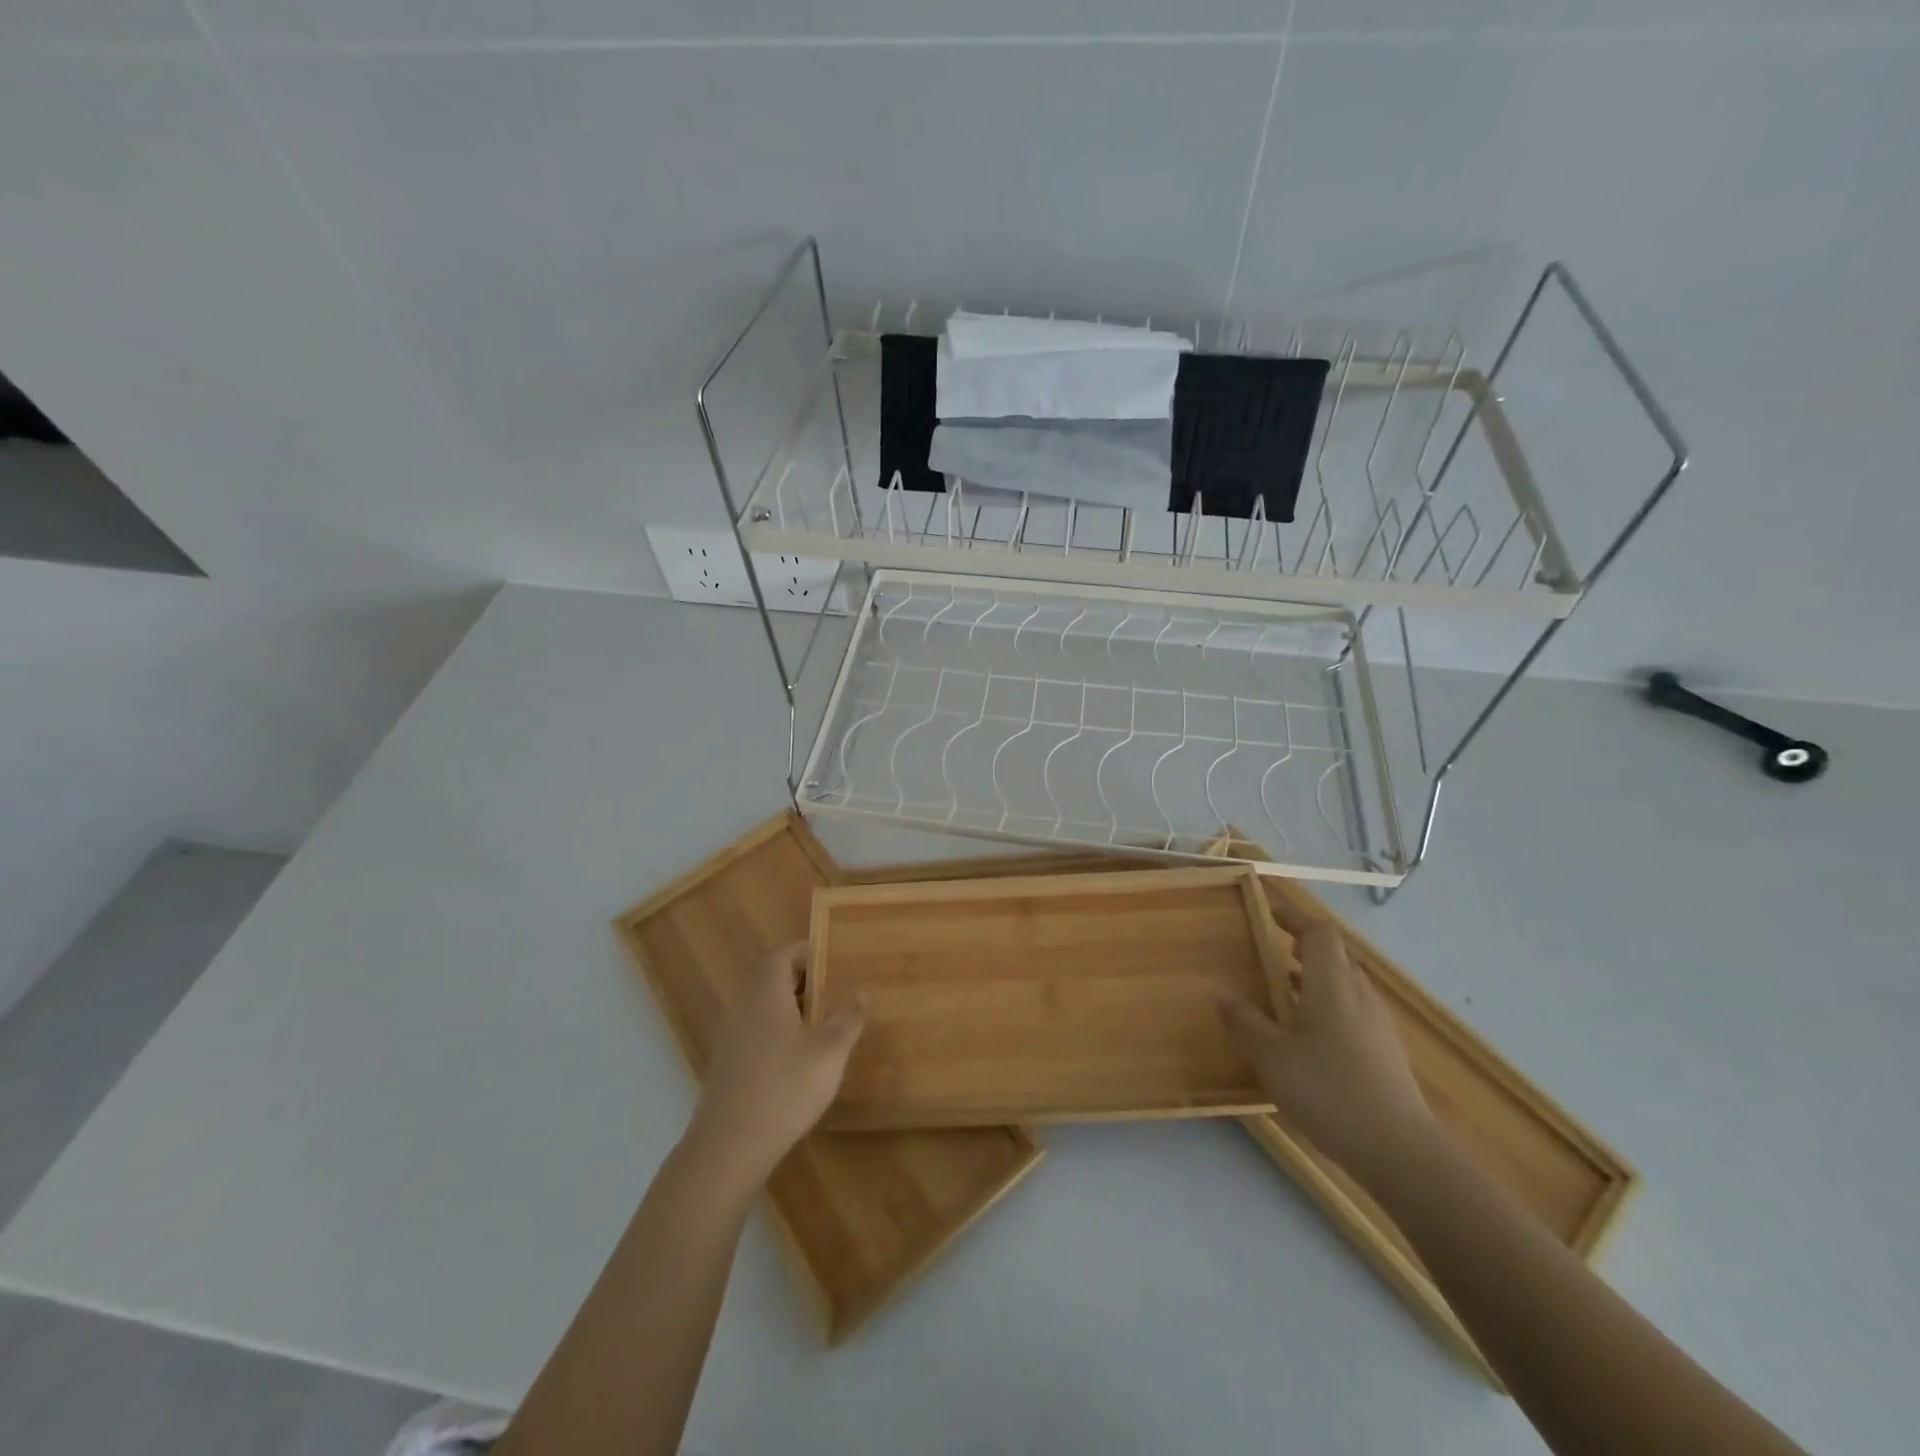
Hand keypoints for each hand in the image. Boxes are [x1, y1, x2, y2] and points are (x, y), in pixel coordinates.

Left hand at [687, 943, 864, 1187]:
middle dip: (804, 980)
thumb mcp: (829, 1051)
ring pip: (765, 1007)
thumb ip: (847, 1018)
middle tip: (835, 992)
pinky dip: (780, 1032)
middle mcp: (744, 1006)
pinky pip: (757, 1031)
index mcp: (766, 992)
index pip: (783, 954)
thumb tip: (857, 993)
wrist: (728, 1148)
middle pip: (773, 978)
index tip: (834, 960)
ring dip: (793, 1008)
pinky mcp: (728, 1064)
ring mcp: (732, 1036)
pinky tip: (800, 1060)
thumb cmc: (784, 1088)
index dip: (808, 952)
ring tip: (824, 1026)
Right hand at [1220, 921, 1437, 1188]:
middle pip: (1337, 956)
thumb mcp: (1272, 1057)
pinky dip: (1330, 1007)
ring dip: (1317, 979)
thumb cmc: (1329, 1092)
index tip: (1270, 914)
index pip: (1319, 933)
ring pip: (1347, 985)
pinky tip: (1310, 1038)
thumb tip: (1223, 994)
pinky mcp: (1386, 1053)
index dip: (1295, 918)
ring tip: (1286, 993)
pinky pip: (1355, 1012)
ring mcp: (1378, 1025)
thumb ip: (1246, 1023)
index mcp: (1332, 984)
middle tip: (1274, 953)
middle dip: (1306, 948)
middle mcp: (1359, 995)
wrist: (1401, 1152)